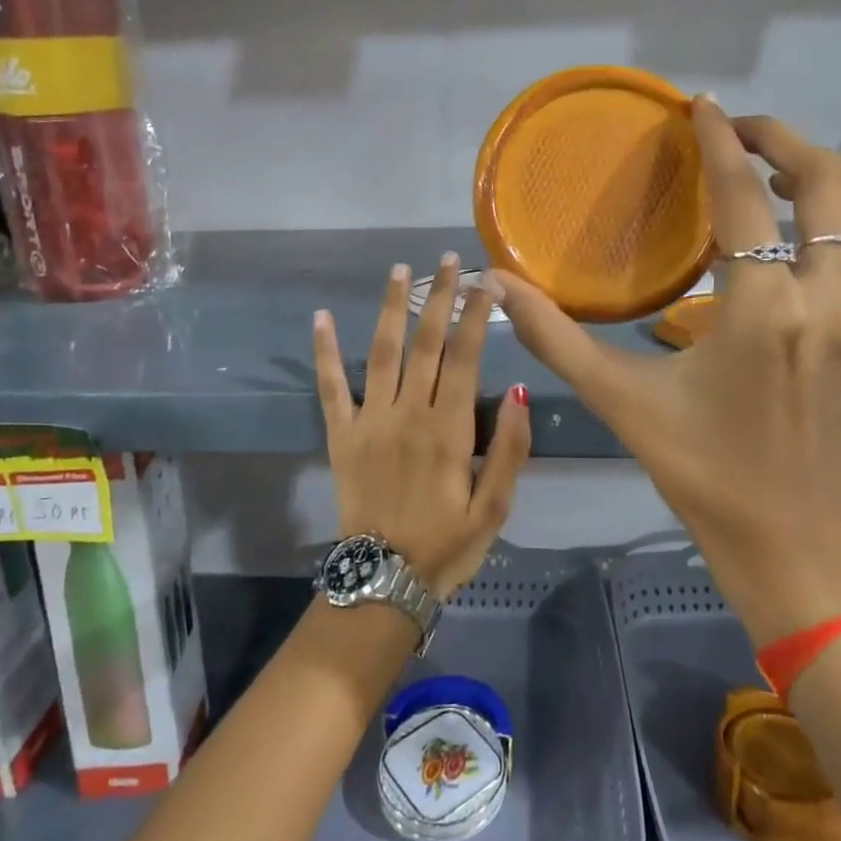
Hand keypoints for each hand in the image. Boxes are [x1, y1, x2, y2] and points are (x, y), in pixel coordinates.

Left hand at [314, 254, 531, 598]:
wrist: (383, 580)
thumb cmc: (447, 545)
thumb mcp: (496, 508)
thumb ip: (512, 450)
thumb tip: (521, 392)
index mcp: (449, 429)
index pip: (466, 356)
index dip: (476, 314)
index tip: (486, 281)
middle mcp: (408, 413)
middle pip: (427, 342)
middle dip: (440, 296)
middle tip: (449, 260)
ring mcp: (370, 420)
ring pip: (382, 351)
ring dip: (391, 307)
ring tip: (400, 270)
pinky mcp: (341, 434)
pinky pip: (330, 386)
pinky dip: (324, 351)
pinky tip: (319, 318)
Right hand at [492, 99, 840, 646]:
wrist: (783, 536)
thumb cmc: (696, 466)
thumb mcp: (618, 399)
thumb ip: (553, 336)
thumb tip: (494, 283)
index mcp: (762, 313)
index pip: (743, 196)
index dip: (718, 141)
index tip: (701, 107)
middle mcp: (833, 303)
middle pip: (827, 184)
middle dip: (781, 141)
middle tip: (740, 133)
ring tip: (796, 173)